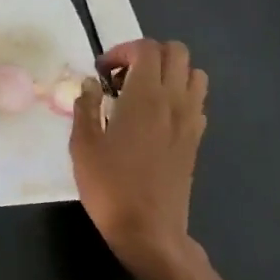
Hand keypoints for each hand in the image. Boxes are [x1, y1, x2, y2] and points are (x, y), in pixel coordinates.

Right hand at [71, 38, 229, 279]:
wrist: (149, 230)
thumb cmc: (110, 187)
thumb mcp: (83, 145)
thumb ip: (86, 106)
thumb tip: (91, 84)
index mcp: (145, 96)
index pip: (146, 48)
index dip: (122, 51)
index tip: (102, 72)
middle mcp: (174, 100)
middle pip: (176, 52)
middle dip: (147, 55)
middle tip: (121, 78)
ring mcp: (190, 120)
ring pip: (193, 73)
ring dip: (169, 73)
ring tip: (142, 93)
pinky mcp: (196, 139)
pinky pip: (196, 100)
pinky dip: (179, 96)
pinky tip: (156, 118)